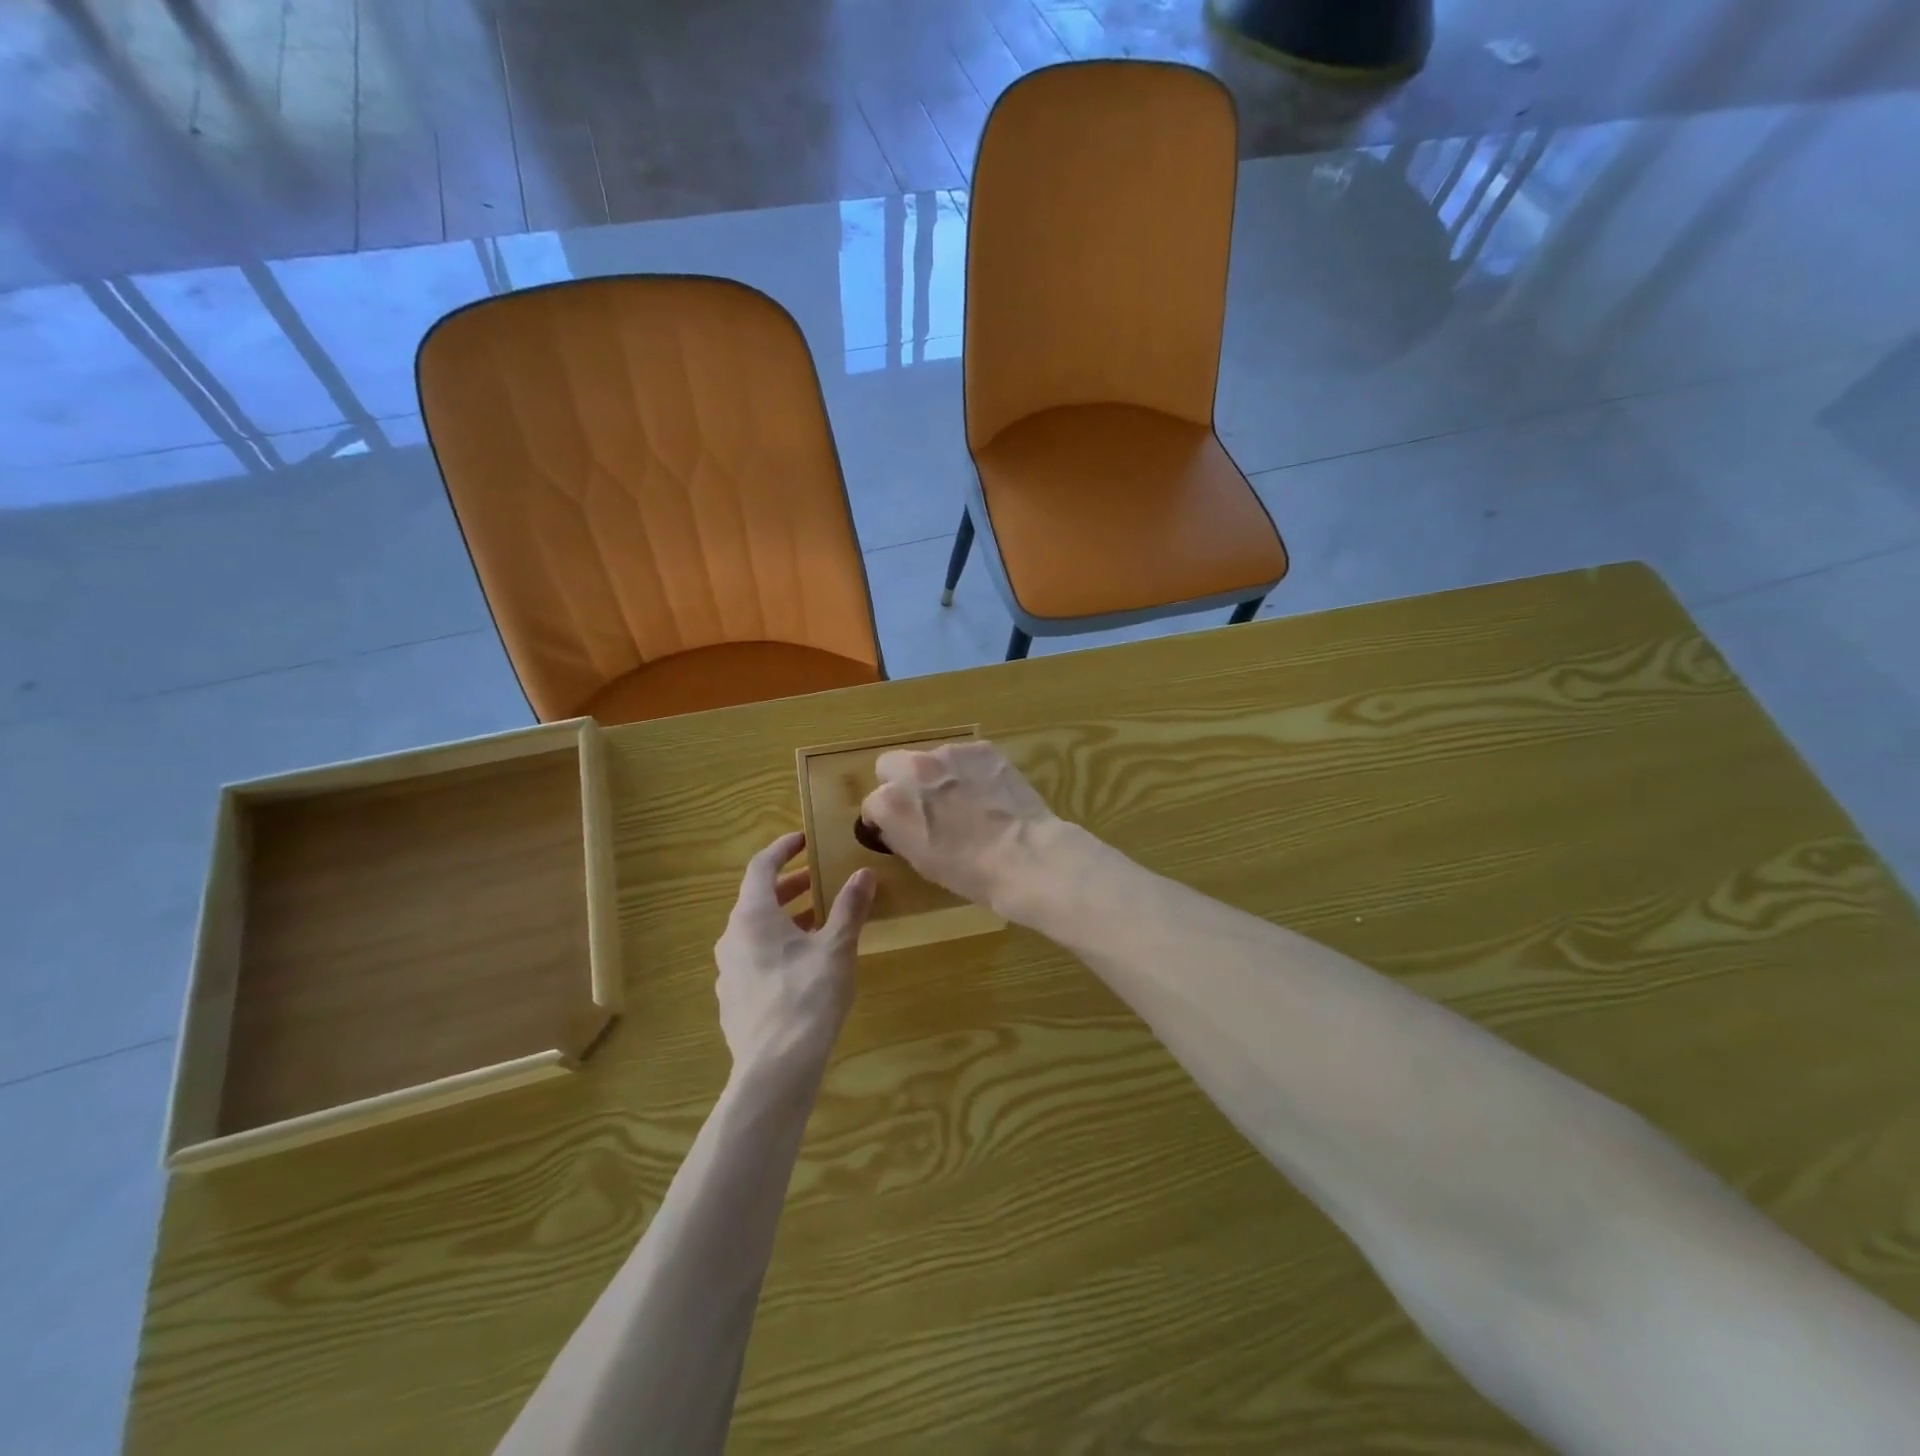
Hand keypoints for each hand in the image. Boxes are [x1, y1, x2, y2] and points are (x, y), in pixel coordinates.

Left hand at [714, 832, 875, 1081]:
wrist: (775, 1068)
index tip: (803, 840)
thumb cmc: (808, 996)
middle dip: (789, 886)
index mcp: (752, 916)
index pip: (760, 867)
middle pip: (757, 900)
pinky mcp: (732, 1000)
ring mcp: (728, 972)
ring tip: (818, 923)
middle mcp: (731, 938)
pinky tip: (802, 966)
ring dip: (784, 919)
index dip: (782, 849)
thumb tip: (864, 873)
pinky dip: (776, 948)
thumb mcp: (837, 947)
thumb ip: (849, 907)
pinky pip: (753, 959)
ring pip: (755, 932)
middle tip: (818, 880)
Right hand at [859, 741, 1058, 916]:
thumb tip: (895, 824)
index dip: (884, 819)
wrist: (1024, 856)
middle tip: (924, 805)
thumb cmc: (969, 872)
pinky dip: (970, 771)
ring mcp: (949, 753)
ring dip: (938, 775)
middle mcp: (913, 769)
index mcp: (890, 802)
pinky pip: (965, 757)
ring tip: (965, 800)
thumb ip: (899, 833)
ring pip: (930, 758)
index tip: (900, 829)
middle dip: (900, 782)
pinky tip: (989, 793)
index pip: (872, 804)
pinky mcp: (981, 748)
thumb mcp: (920, 860)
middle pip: (890, 765)